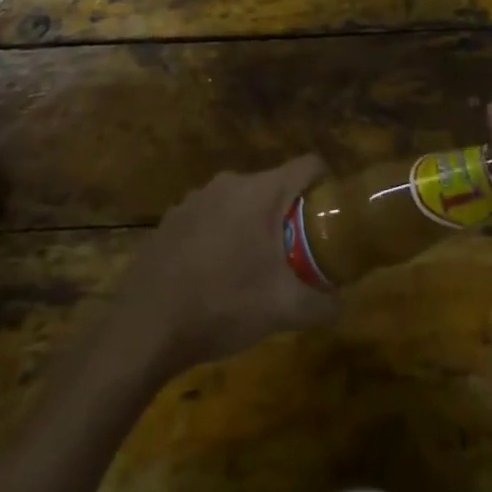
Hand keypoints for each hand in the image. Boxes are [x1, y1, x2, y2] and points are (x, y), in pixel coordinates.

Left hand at [113, 157, 340, 372]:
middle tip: (298, 254)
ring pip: (241, 203)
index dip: (327, 184)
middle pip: (275, 186)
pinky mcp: (172, 219)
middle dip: (290, 215)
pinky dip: (222, 237)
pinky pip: (211, 218)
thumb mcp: (284, 310)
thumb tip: (345, 304)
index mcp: (261, 191)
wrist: (146, 327)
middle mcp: (229, 183)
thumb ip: (323, 305)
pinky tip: (216, 277)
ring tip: (256, 270)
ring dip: (254, 227)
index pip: (308, 165)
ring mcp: (196, 198)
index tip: (333, 215)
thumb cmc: (223, 304)